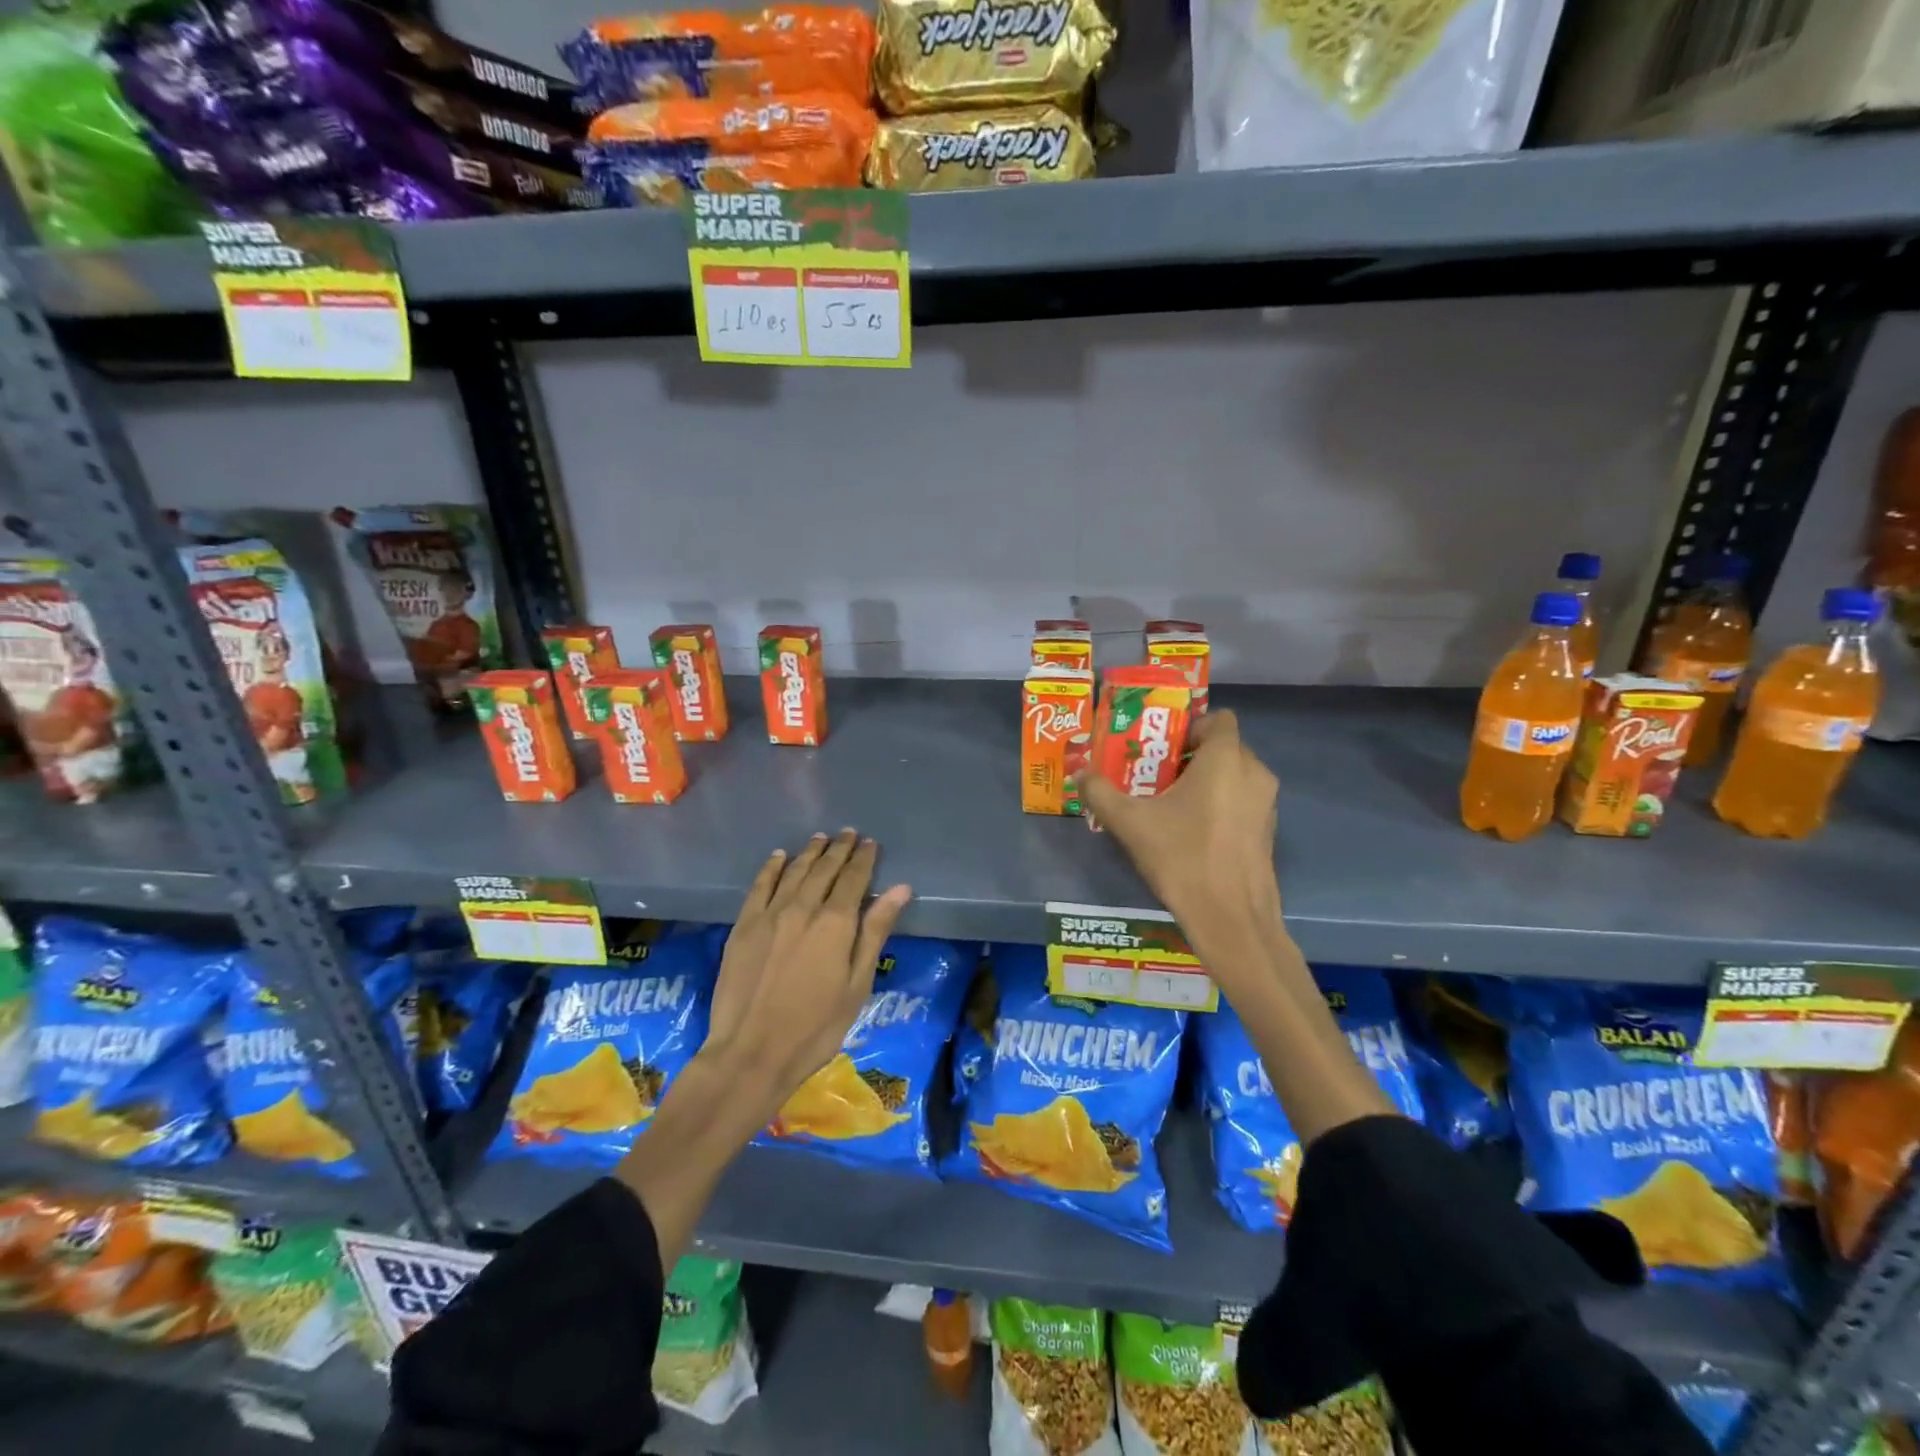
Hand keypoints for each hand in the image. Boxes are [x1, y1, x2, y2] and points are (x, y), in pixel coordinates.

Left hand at [703, 830, 911, 1120]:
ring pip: (794, 871)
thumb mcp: (857, 985)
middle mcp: (803, 908)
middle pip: (824, 869)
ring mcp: (769, 914)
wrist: (751, 1053)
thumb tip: (899, 889)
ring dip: (810, 852)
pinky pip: (760, 885)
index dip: (864, 858)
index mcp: (835, 922)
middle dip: (839, 849)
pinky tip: (779, 857)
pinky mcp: (743, 926)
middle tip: (849, 834)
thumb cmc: (815, 1027)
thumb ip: (875, 932)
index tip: (870, 843)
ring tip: (821, 839)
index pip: (854, 878)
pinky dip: (772, 867)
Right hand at [1075, 710, 1285, 980]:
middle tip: (1155, 775)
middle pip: (1224, 748)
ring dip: (1205, 782)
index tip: (1161, 747)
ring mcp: (1266, 805)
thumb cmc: (1182, 858)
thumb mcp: (1130, 823)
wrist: (1231, 919)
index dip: (1190, 725)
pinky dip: (1220, 806)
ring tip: (1169, 805)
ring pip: (1234, 777)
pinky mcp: (1267, 833)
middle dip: (1191, 756)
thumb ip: (1101, 792)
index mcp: (1225, 759)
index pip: (1219, 719)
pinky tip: (1191, 833)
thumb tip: (1080, 773)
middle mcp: (1254, 773)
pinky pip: (1242, 803)